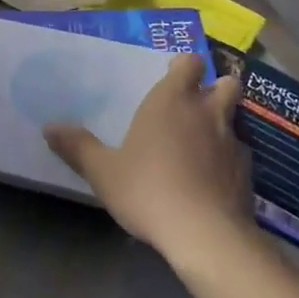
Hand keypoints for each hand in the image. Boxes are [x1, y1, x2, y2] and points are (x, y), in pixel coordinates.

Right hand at [44, 56, 250, 256]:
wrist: (205, 234)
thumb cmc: (148, 189)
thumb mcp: (102, 171)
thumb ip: (78, 147)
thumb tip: (49, 127)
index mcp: (171, 100)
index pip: (189, 63)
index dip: (183, 67)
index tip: (172, 77)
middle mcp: (207, 112)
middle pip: (226, 83)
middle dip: (215, 88)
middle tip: (195, 105)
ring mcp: (233, 141)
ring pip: (235, 119)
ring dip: (223, 124)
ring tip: (204, 143)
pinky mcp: (248, 173)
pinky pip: (240, 154)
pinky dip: (229, 159)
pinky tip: (214, 178)